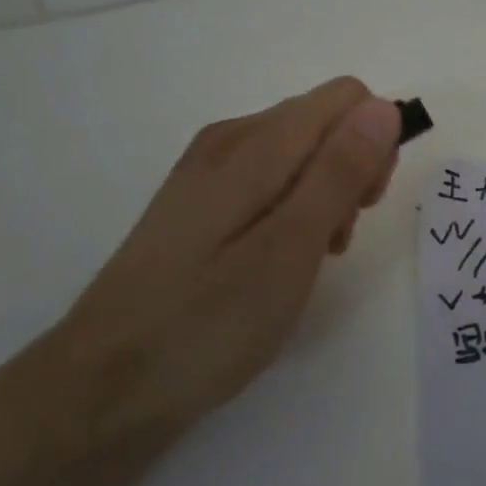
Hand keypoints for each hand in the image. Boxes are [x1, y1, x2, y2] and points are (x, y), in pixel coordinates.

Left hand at [39, 77, 400, 447]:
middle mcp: (230, 138)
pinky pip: (269, 179)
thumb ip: (340, 172)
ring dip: (324, 195)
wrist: (101, 388)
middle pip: (323, 121)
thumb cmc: (206, 323)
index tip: (364, 205)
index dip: (373, 143)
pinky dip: (292, 209)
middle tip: (336, 241)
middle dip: (350, 171)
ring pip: (299, 152)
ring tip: (308, 260)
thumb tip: (383, 107)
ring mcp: (208, 168)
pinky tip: (278, 261)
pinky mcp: (198, 200)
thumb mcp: (291, 248)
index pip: (347, 97)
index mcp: (255, 143)